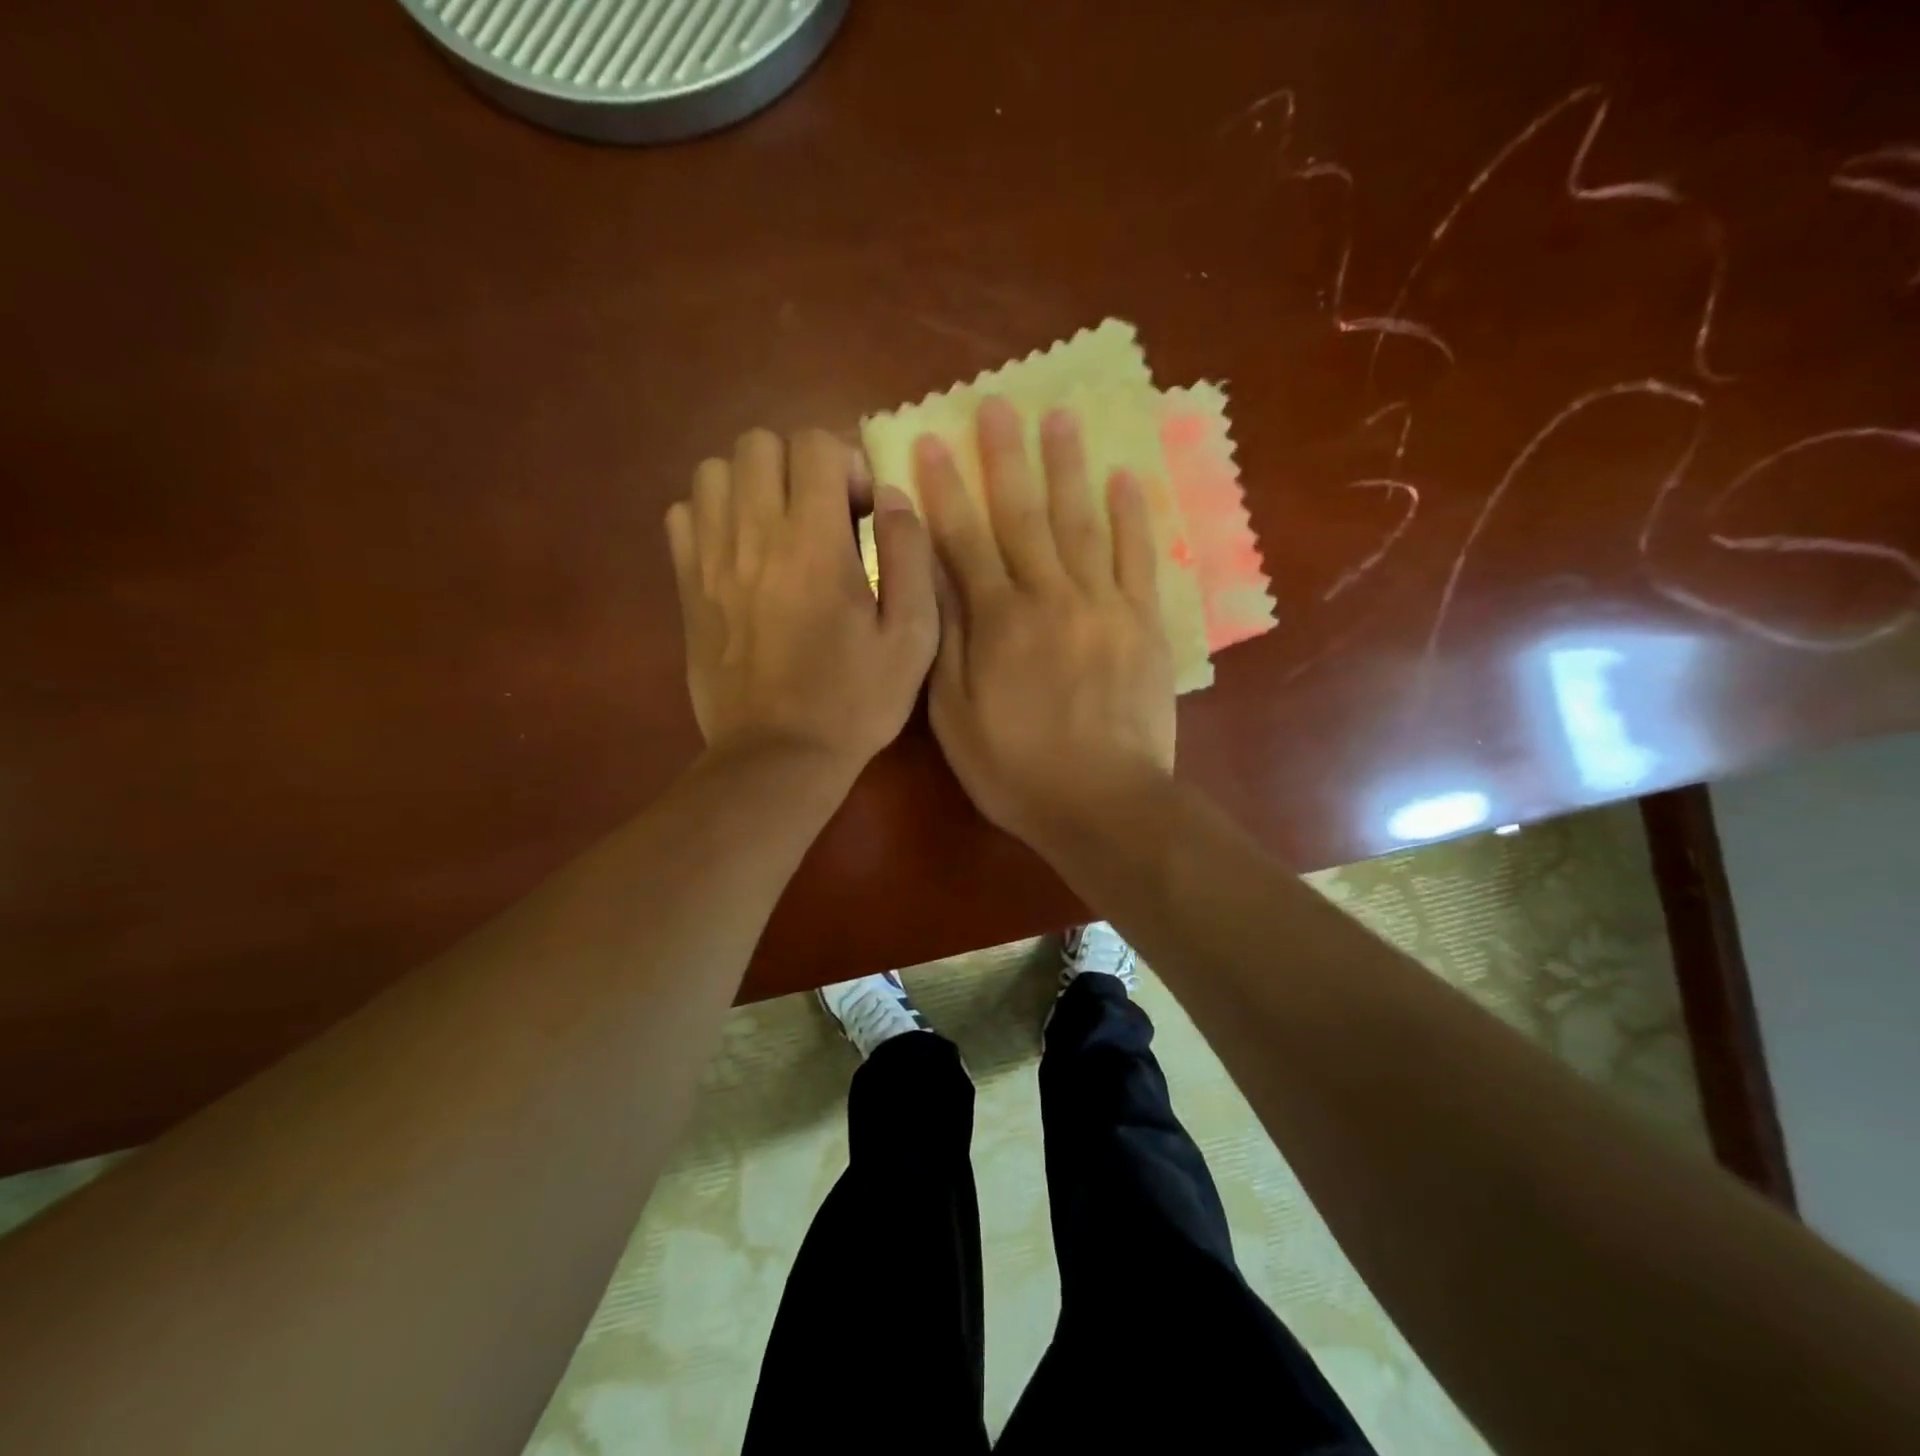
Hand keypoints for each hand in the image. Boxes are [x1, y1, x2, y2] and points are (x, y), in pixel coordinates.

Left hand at [666, 428, 937, 779]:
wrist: (778, 756)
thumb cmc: (855, 701)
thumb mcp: (912, 637)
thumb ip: (910, 555)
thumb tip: (892, 496)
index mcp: (815, 544)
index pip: (815, 443)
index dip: (847, 462)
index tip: (863, 512)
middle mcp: (754, 536)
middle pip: (758, 443)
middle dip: (799, 464)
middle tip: (823, 513)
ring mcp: (711, 560)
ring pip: (714, 471)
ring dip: (752, 484)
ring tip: (779, 526)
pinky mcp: (686, 587)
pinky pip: (683, 514)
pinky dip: (712, 515)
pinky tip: (741, 551)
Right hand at [918, 397, 1175, 847]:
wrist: (1103, 804)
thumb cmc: (1016, 769)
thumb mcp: (955, 716)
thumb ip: (945, 640)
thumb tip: (932, 574)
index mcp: (999, 621)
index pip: (964, 540)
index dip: (946, 490)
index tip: (932, 442)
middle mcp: (1050, 596)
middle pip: (1024, 515)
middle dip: (1007, 458)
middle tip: (998, 404)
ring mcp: (1104, 605)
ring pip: (1082, 523)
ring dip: (1068, 468)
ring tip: (1060, 418)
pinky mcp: (1144, 623)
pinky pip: (1138, 558)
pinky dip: (1132, 517)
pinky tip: (1124, 479)